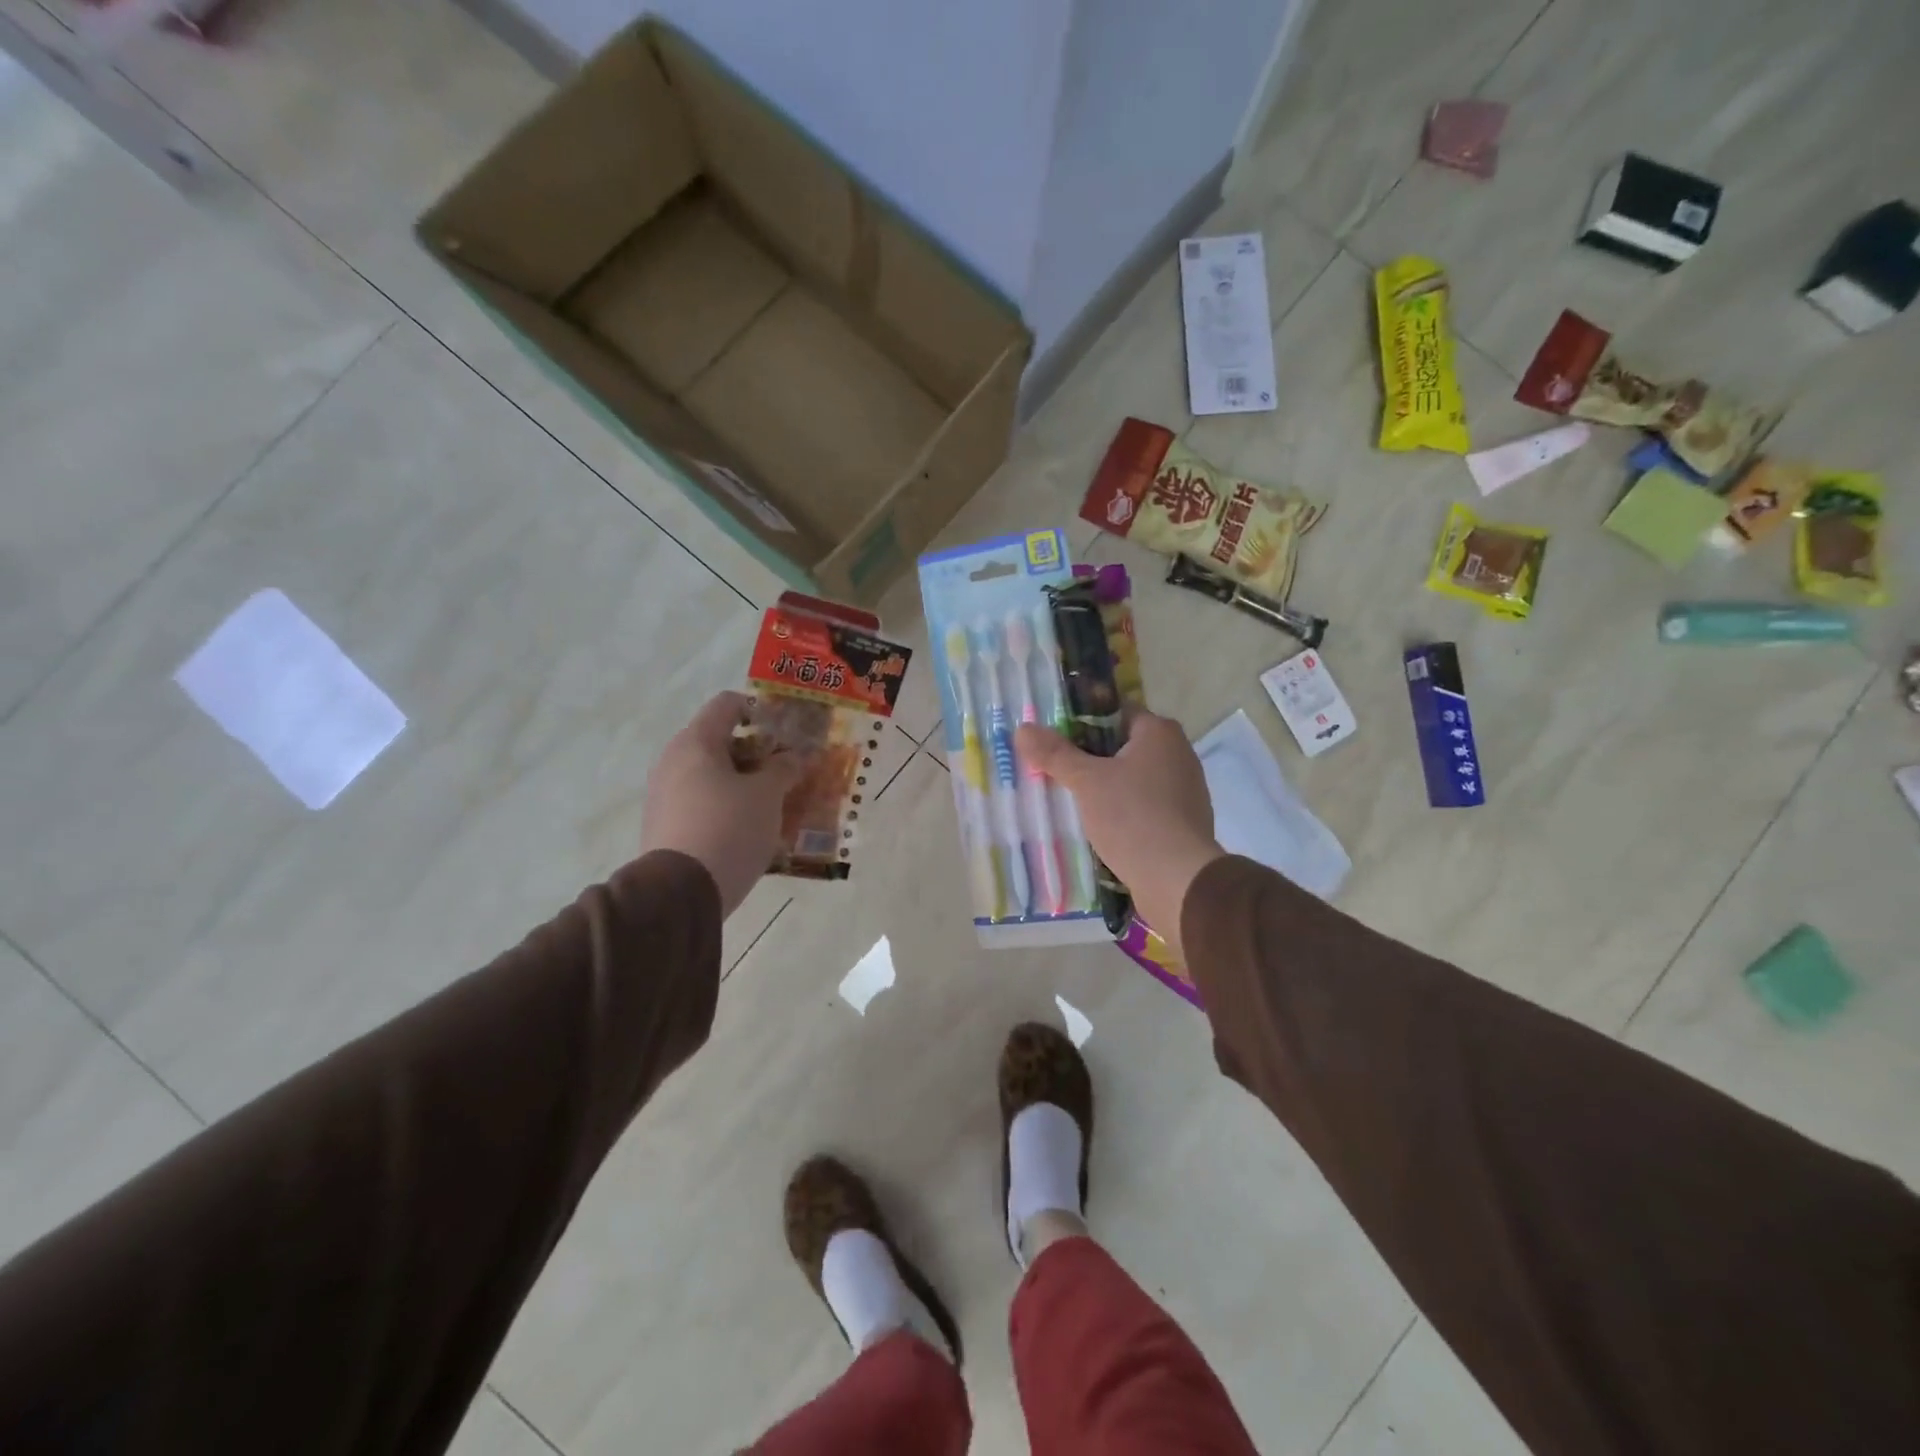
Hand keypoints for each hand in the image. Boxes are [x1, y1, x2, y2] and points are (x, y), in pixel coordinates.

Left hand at [640, 692, 803, 917]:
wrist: (680, 894)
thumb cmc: (729, 828)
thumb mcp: (768, 796)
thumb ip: (784, 768)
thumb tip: (793, 756)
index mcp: (696, 742)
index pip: (728, 704)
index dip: (760, 711)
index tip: (785, 734)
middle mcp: (673, 760)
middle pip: (720, 741)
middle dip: (756, 753)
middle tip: (786, 772)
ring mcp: (663, 795)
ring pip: (711, 775)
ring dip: (742, 782)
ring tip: (773, 804)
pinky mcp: (663, 825)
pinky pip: (700, 803)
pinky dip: (725, 806)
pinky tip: (748, 829)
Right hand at [1016, 711, 1223, 960]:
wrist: (1178, 880)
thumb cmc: (1133, 817)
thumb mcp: (1086, 782)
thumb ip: (1055, 754)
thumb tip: (1024, 729)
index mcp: (1160, 732)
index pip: (1114, 712)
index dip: (1081, 721)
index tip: (1052, 737)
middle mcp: (1178, 754)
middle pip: (1121, 746)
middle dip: (1088, 758)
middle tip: (1052, 769)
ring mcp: (1185, 790)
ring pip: (1132, 779)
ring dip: (1104, 787)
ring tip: (1067, 800)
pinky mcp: (1183, 823)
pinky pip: (1143, 807)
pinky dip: (1121, 812)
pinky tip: (1096, 827)